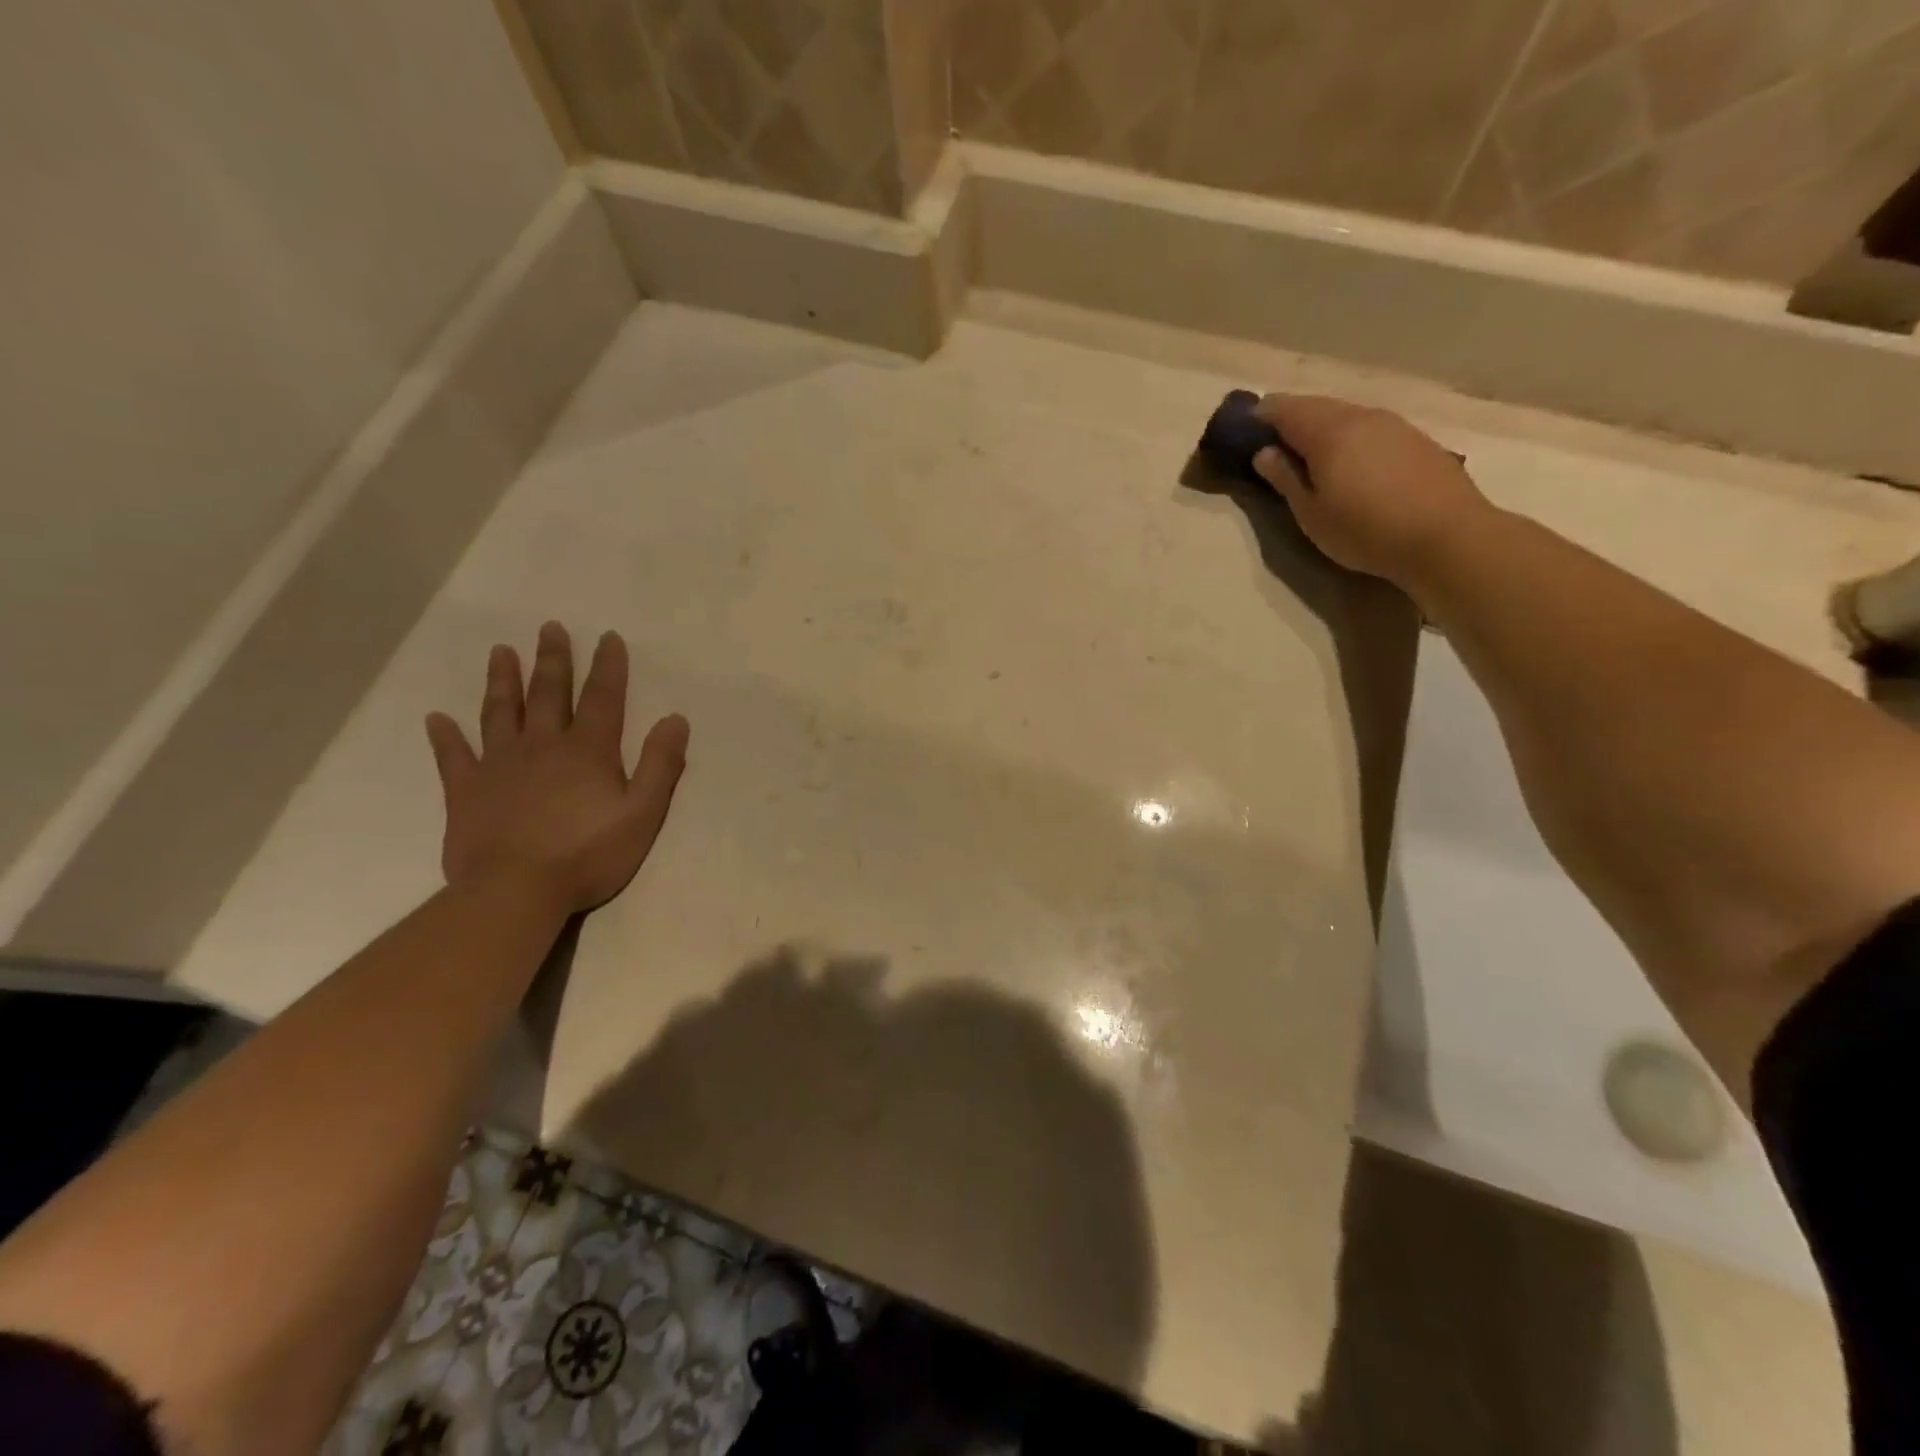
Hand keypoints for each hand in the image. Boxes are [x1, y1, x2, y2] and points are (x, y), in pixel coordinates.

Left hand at [424, 623, 688, 913]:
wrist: (516, 890)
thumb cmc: (588, 853)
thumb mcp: (643, 812)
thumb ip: (661, 765)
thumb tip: (675, 719)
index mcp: (588, 751)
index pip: (603, 698)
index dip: (608, 666)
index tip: (607, 637)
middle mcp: (543, 746)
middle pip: (549, 694)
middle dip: (553, 660)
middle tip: (549, 628)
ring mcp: (499, 765)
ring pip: (501, 713)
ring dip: (503, 681)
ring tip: (501, 652)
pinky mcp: (466, 791)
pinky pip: (453, 757)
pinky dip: (445, 736)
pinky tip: (437, 718)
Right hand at [1253, 395, 1495, 590]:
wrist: (1447, 536)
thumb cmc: (1365, 530)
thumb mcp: (1311, 514)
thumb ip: (1285, 478)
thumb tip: (1264, 452)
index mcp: (1328, 432)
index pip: (1284, 408)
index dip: (1261, 416)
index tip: (1244, 431)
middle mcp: (1360, 416)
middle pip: (1316, 407)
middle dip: (1290, 420)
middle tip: (1273, 446)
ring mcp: (1393, 424)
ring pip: (1345, 416)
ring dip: (1321, 429)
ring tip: (1309, 458)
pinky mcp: (1415, 439)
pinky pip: (1369, 429)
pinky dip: (1349, 438)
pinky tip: (1349, 465)